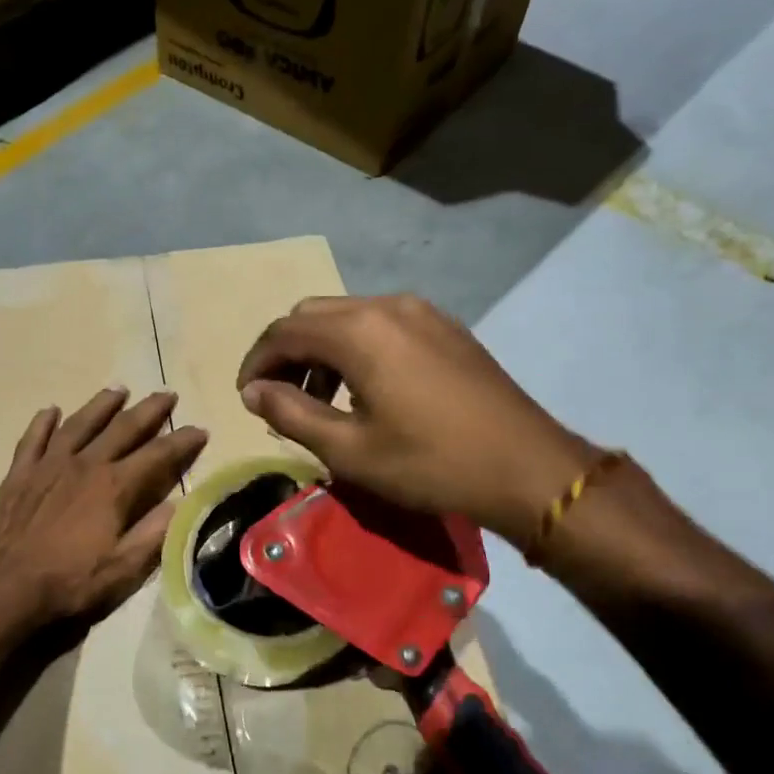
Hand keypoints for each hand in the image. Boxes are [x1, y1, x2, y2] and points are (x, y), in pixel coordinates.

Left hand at [0, 388, 207, 627]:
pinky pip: (33, 439)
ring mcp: (48, 466)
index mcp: (114, 487)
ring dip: (101, 405)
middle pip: (122, 428)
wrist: (5, 589)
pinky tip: (50, 410)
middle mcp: (84, 465)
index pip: (158, 455)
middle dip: (149, 410)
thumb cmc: (70, 582)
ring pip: (79, 424)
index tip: (200, 430)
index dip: (182, 441)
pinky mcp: (19, 475)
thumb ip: (154, 534)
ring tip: (118, 390)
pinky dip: (43, 423)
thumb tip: (180, 504)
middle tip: (167, 394)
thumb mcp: (124, 569)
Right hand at [235, 294, 595, 547]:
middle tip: (278, 397)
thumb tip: (253, 391)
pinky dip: (355, 347)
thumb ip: (291, 413)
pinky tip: (364, 388)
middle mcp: (387, 305)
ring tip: (320, 399)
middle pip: (313, 315)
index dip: (257, 362)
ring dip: (320, 349)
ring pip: (348, 316)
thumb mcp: (349, 450)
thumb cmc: (430, 464)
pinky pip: (381, 323)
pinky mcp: (445, 327)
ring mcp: (421, 311)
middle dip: (286, 352)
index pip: (284, 332)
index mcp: (359, 331)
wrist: (526, 467)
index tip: (247, 397)